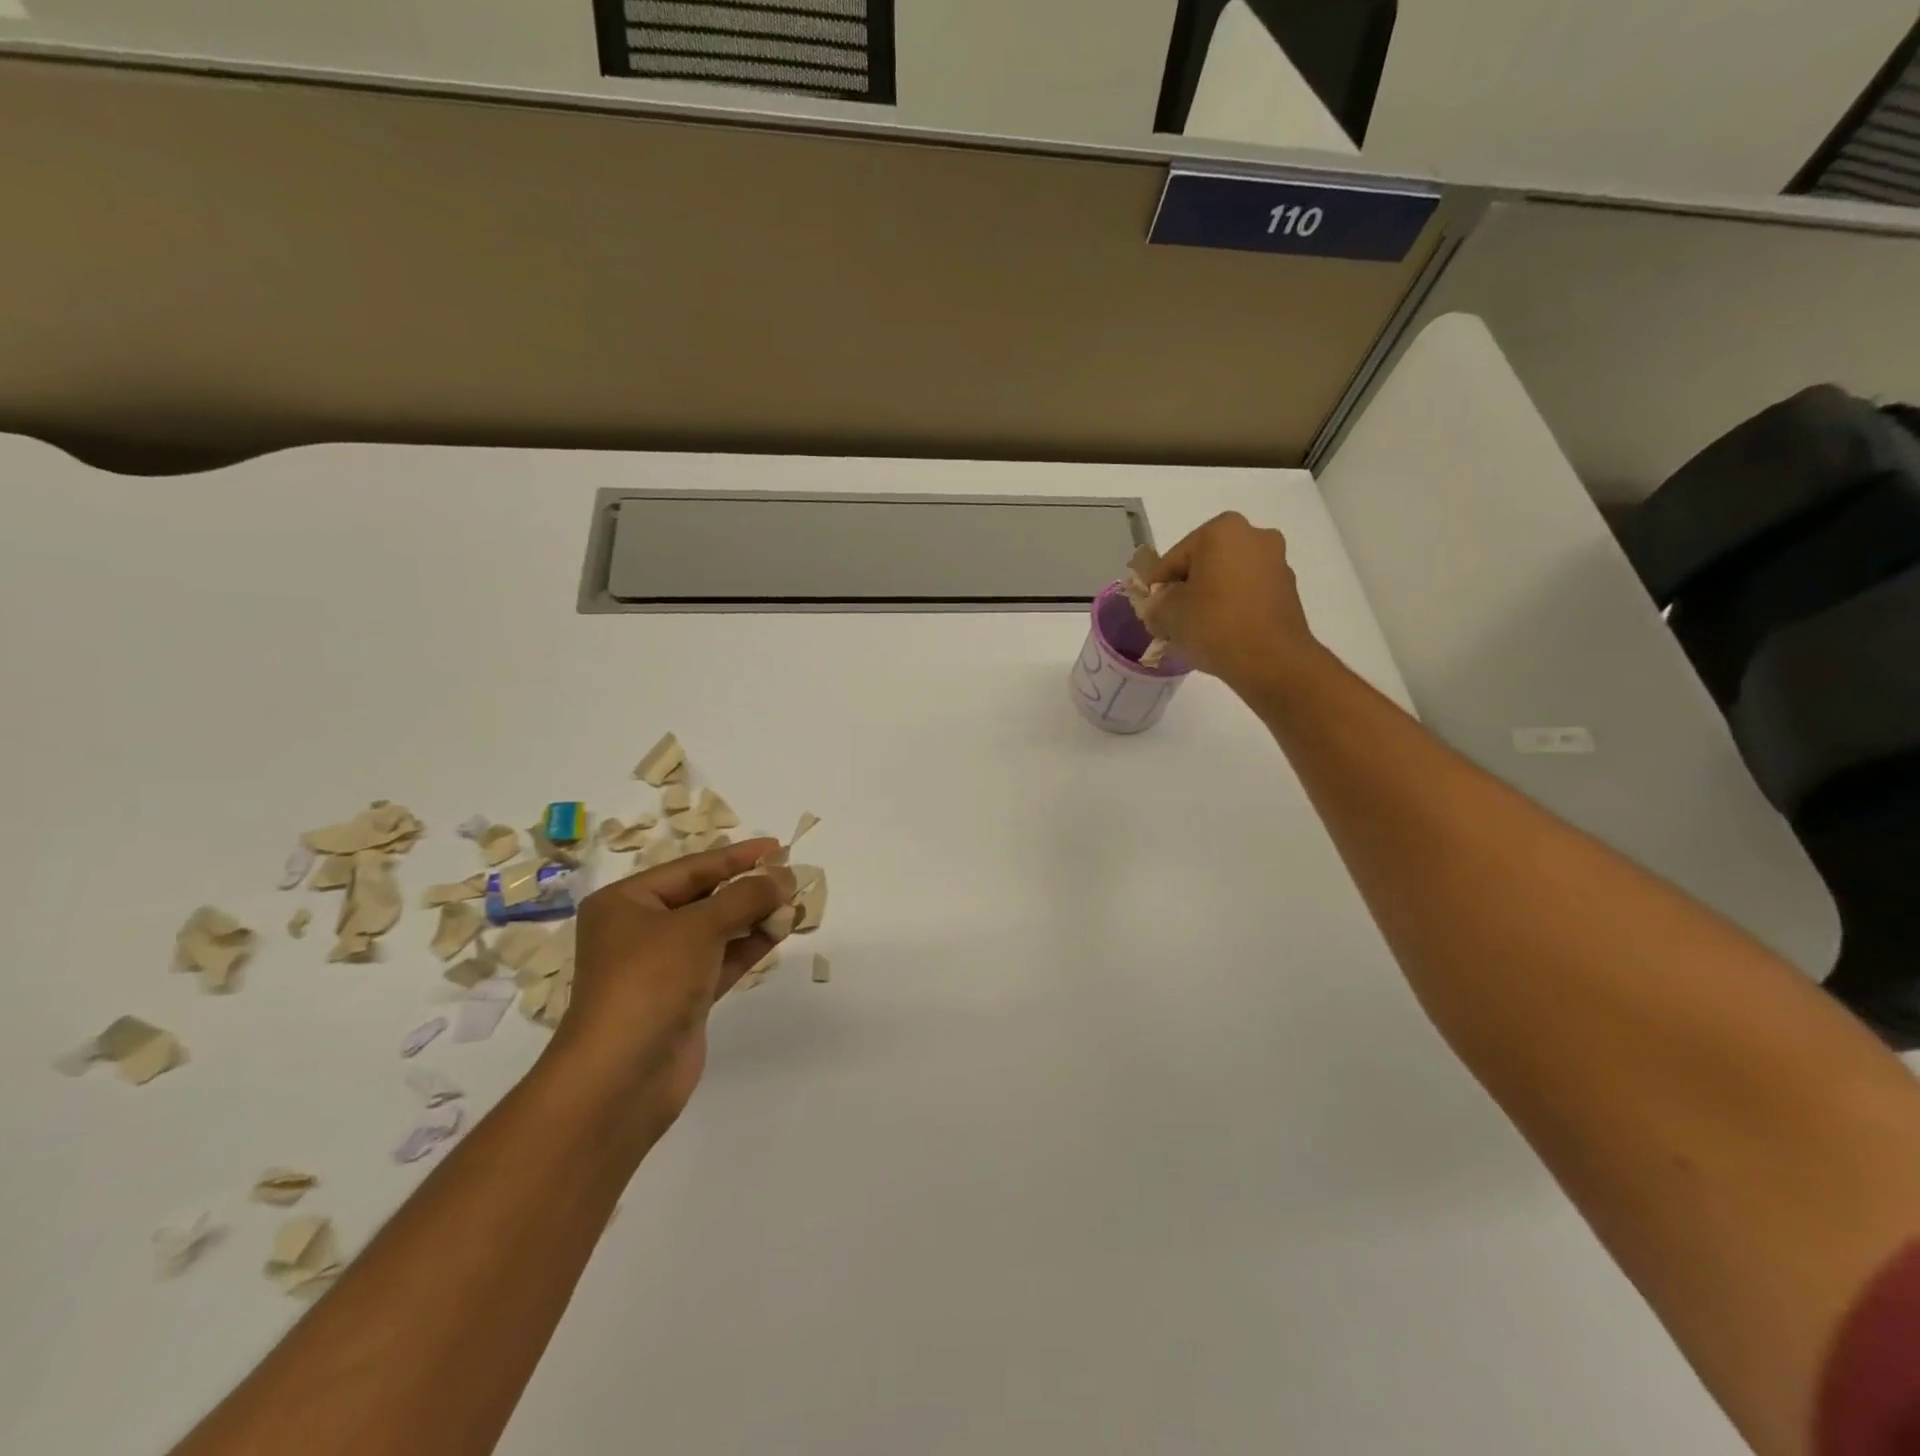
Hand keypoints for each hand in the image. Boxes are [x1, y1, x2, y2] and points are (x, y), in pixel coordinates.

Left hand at [551, 841, 796, 1121]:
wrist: (621, 1077)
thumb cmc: (650, 981)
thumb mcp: (699, 926)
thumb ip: (746, 896)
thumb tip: (785, 876)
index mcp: (626, 903)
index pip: (691, 867)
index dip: (736, 856)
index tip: (777, 847)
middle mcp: (639, 930)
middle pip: (704, 897)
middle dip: (748, 887)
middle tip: (792, 876)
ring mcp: (660, 967)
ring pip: (716, 930)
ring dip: (754, 916)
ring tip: (795, 903)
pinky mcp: (682, 998)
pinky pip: (721, 959)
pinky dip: (749, 944)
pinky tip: (780, 931)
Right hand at [1141, 512, 1321, 692]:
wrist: (1272, 661)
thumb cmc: (1214, 625)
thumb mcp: (1167, 615)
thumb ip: (1156, 604)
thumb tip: (1160, 608)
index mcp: (1222, 530)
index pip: (1173, 558)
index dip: (1156, 587)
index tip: (1149, 611)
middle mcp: (1254, 536)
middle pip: (1203, 565)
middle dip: (1186, 591)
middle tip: (1170, 621)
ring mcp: (1276, 563)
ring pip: (1227, 580)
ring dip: (1209, 599)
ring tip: (1195, 631)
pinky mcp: (1288, 590)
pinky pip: (1247, 595)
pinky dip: (1231, 609)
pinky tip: (1220, 635)